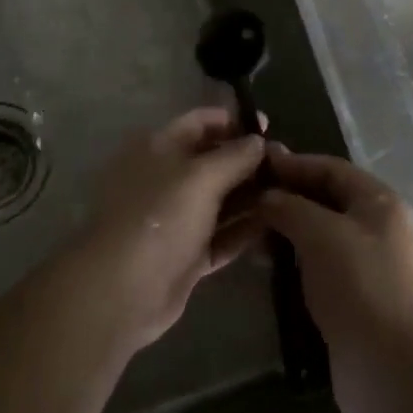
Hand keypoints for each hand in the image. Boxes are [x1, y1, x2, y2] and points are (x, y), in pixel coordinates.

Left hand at [73, 107, 268, 352]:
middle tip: (288, 166)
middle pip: (213, 161)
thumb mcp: (200, 178)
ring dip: (251, 197)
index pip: (200, 122)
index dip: (234, 121)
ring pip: (220, 201)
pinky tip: (276, 227)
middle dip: (248, 162)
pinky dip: (244, 231)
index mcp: (159, 148)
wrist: (121, 290)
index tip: (269, 127)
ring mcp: (175, 218)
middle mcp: (166, 178)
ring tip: (291, 195)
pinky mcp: (186, 255)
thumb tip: (258, 141)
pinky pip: (221, 236)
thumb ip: (234, 156)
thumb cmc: (159, 217)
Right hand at [256, 147, 412, 412]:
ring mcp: (369, 266)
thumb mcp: (320, 233)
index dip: (294, 163)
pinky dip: (295, 261)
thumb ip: (290, 206)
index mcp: (380, 202)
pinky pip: (320, 267)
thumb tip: (267, 197)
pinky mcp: (357, 299)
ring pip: (321, 235)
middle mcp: (378, 228)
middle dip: (288, 197)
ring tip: (249, 232)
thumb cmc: (359, 285)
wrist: (393, 370)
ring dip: (288, 231)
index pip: (331, 168)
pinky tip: (268, 267)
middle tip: (246, 198)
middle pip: (327, 200)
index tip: (257, 162)